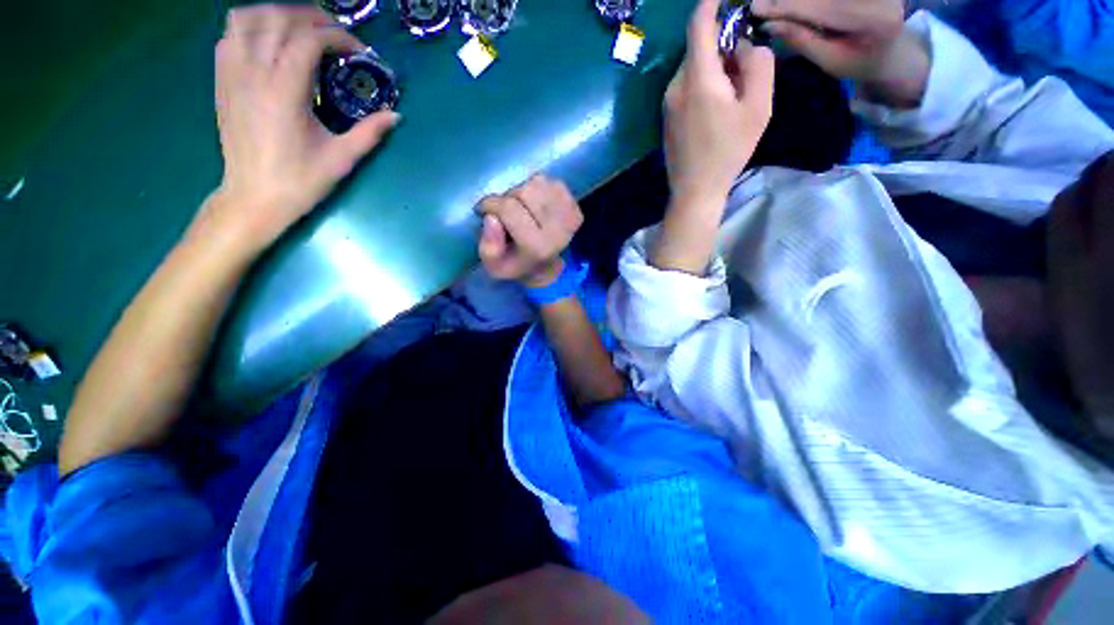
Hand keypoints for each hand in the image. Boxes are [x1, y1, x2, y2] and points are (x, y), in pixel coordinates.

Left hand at [211, 5, 398, 246]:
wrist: (253, 197)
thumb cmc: (300, 181)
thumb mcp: (342, 159)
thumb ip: (370, 133)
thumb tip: (396, 115)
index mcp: (283, 92)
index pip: (308, 40)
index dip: (338, 37)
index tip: (359, 51)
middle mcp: (253, 73)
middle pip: (278, 18)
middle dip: (312, 18)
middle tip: (336, 35)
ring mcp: (232, 74)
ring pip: (247, 18)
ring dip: (278, 15)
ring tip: (302, 30)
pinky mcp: (222, 81)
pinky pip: (230, 34)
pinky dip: (252, 27)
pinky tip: (271, 42)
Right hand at [478, 174, 583, 287]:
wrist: (545, 269)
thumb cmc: (515, 265)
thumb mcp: (493, 266)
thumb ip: (488, 246)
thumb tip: (491, 218)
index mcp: (537, 248)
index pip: (509, 209)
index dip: (491, 204)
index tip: (484, 210)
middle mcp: (558, 233)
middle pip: (524, 191)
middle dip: (509, 197)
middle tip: (507, 212)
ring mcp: (570, 219)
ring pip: (538, 182)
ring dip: (524, 191)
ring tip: (522, 208)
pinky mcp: (576, 209)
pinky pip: (552, 182)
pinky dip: (540, 189)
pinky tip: (537, 206)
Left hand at [664, 0, 774, 204]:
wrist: (694, 190)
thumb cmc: (727, 151)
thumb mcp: (758, 107)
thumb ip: (758, 65)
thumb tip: (745, 46)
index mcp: (697, 79)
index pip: (698, 24)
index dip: (711, 3)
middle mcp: (675, 86)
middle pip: (698, 49)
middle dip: (723, 47)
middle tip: (745, 70)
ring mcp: (667, 104)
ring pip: (693, 69)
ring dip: (715, 69)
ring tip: (733, 97)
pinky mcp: (667, 118)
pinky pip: (686, 88)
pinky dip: (704, 85)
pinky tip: (716, 110)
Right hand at [751, 0, 903, 79]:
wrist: (892, 52)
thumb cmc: (858, 64)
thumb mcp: (830, 61)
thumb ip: (802, 40)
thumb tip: (770, 25)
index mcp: (873, 20)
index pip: (822, 8)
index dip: (787, 7)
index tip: (756, 9)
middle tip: (757, 3)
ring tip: (771, 3)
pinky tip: (789, 2)